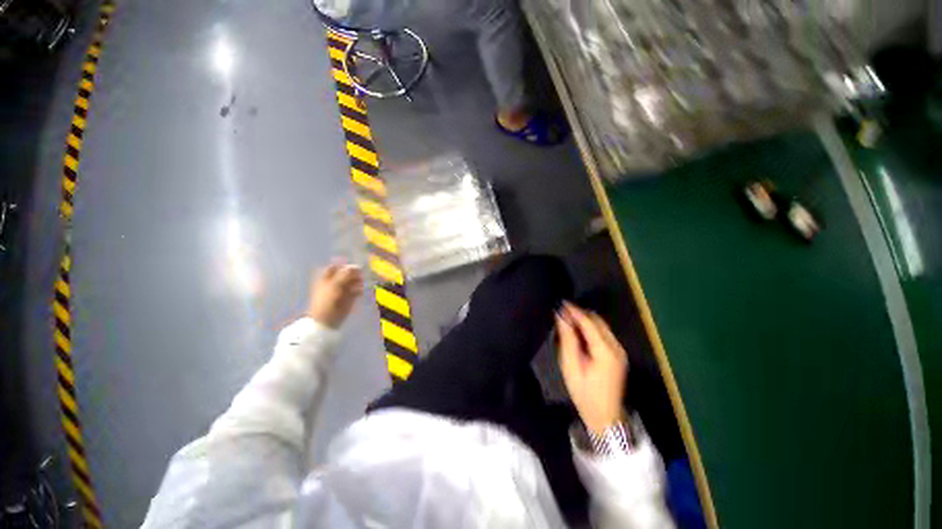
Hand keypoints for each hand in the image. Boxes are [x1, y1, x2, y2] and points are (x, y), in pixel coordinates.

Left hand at [307, 262, 363, 328]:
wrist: (326, 320)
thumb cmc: (326, 301)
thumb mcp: (334, 285)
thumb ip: (344, 275)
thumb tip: (353, 267)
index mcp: (326, 278)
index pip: (335, 267)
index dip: (343, 265)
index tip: (351, 265)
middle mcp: (335, 283)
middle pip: (346, 274)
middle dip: (353, 273)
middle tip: (360, 272)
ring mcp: (342, 290)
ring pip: (353, 282)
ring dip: (358, 281)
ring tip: (361, 282)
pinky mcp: (349, 298)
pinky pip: (357, 291)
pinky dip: (360, 290)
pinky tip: (361, 291)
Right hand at [556, 302, 627, 434]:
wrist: (604, 417)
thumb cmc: (584, 393)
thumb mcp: (571, 366)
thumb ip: (568, 339)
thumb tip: (562, 317)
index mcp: (605, 351)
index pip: (589, 322)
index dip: (574, 311)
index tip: (560, 302)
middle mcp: (616, 347)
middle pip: (597, 321)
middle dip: (580, 313)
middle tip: (562, 311)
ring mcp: (619, 350)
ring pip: (601, 325)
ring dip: (585, 320)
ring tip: (567, 319)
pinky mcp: (618, 354)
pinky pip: (603, 333)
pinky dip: (590, 328)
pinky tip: (578, 330)